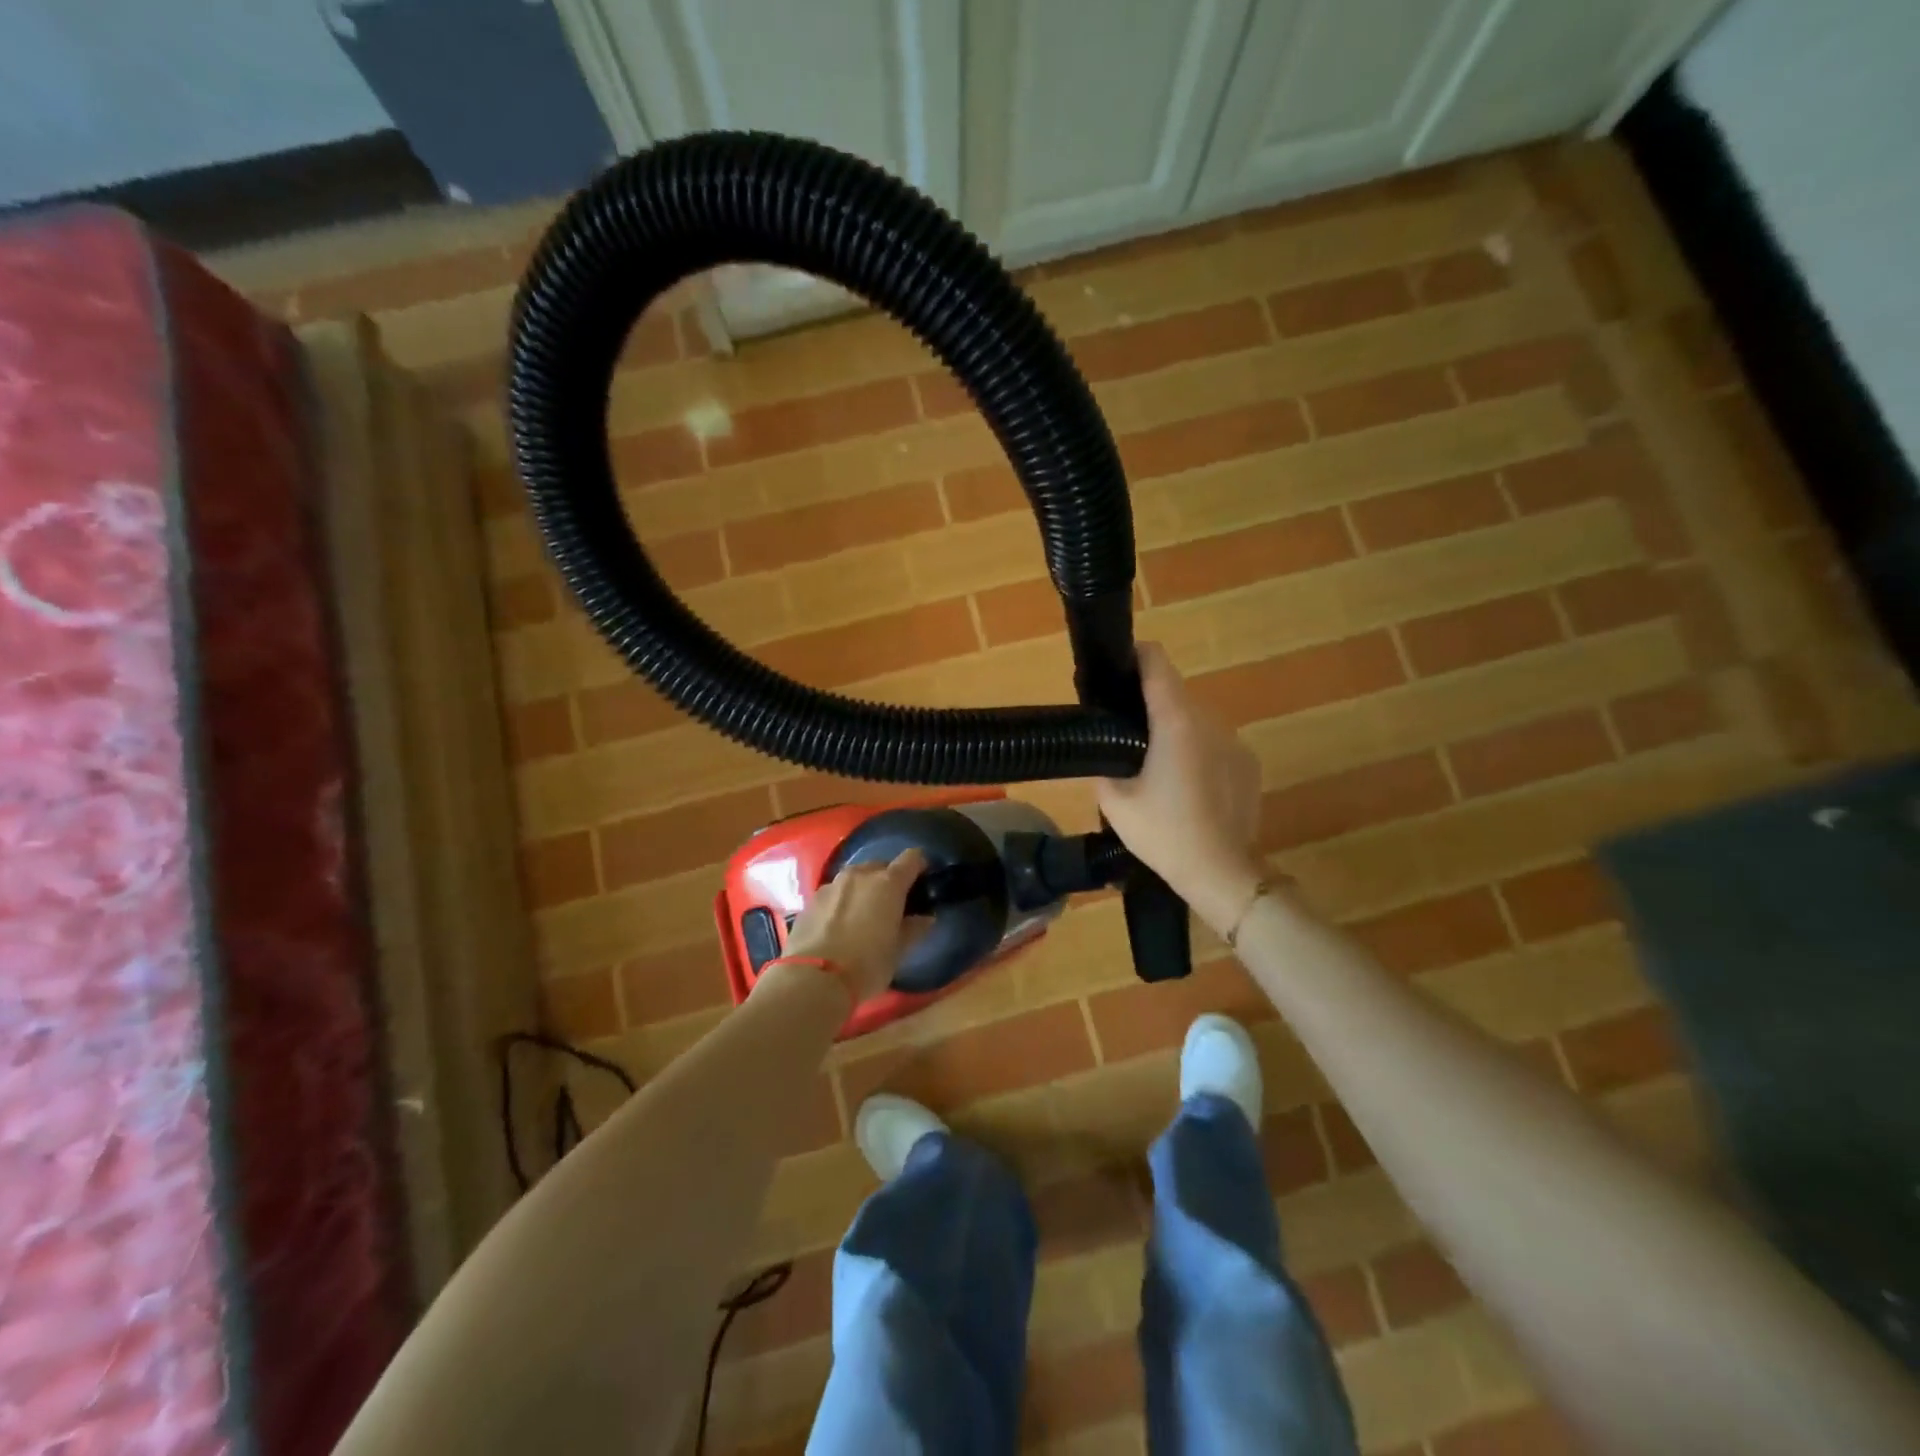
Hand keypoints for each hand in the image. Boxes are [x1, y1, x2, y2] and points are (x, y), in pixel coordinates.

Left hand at [780, 848, 929, 1002]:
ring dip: (863, 890)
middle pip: (880, 866)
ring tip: (862, 915)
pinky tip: (838, 926)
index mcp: (888, 884)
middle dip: (888, 880)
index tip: (922, 881)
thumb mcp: (898, 951)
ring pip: (854, 878)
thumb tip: (925, 918)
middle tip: (891, 905)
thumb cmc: (866, 965)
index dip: (919, 866)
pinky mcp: (811, 900)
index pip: (911, 858)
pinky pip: (834, 893)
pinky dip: (841, 902)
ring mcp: (832, 885)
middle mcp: (860, 875)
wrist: (813, 980)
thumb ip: (914, 929)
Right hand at [1097, 643, 1263, 933]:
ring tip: (1155, 766)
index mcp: (1175, 722)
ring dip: (1175, 730)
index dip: (1135, 658)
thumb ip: (1102, 763)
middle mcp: (1209, 721)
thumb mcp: (1114, 801)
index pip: (1157, 663)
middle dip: (1150, 704)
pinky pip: (1215, 743)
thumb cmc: (1163, 834)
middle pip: (1175, 693)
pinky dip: (1197, 752)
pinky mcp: (1248, 763)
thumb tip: (1101, 747)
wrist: (1221, 872)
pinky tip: (1187, 788)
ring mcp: (1234, 741)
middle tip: (1125, 734)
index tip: (1117, 669)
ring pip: (1196, 719)